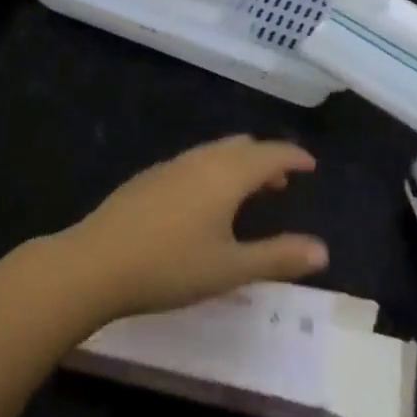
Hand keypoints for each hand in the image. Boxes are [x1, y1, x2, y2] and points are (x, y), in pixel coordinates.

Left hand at [62, 136, 329, 320]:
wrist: (94, 263)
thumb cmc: (170, 266)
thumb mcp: (230, 268)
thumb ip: (277, 257)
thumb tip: (322, 251)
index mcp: (227, 174)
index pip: (271, 154)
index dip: (294, 157)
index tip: (310, 165)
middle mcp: (202, 160)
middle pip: (243, 147)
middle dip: (267, 159)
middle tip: (282, 183)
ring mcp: (172, 166)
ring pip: (216, 152)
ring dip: (239, 164)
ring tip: (247, 192)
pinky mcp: (149, 177)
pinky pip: (194, 162)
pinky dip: (214, 170)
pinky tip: (202, 202)